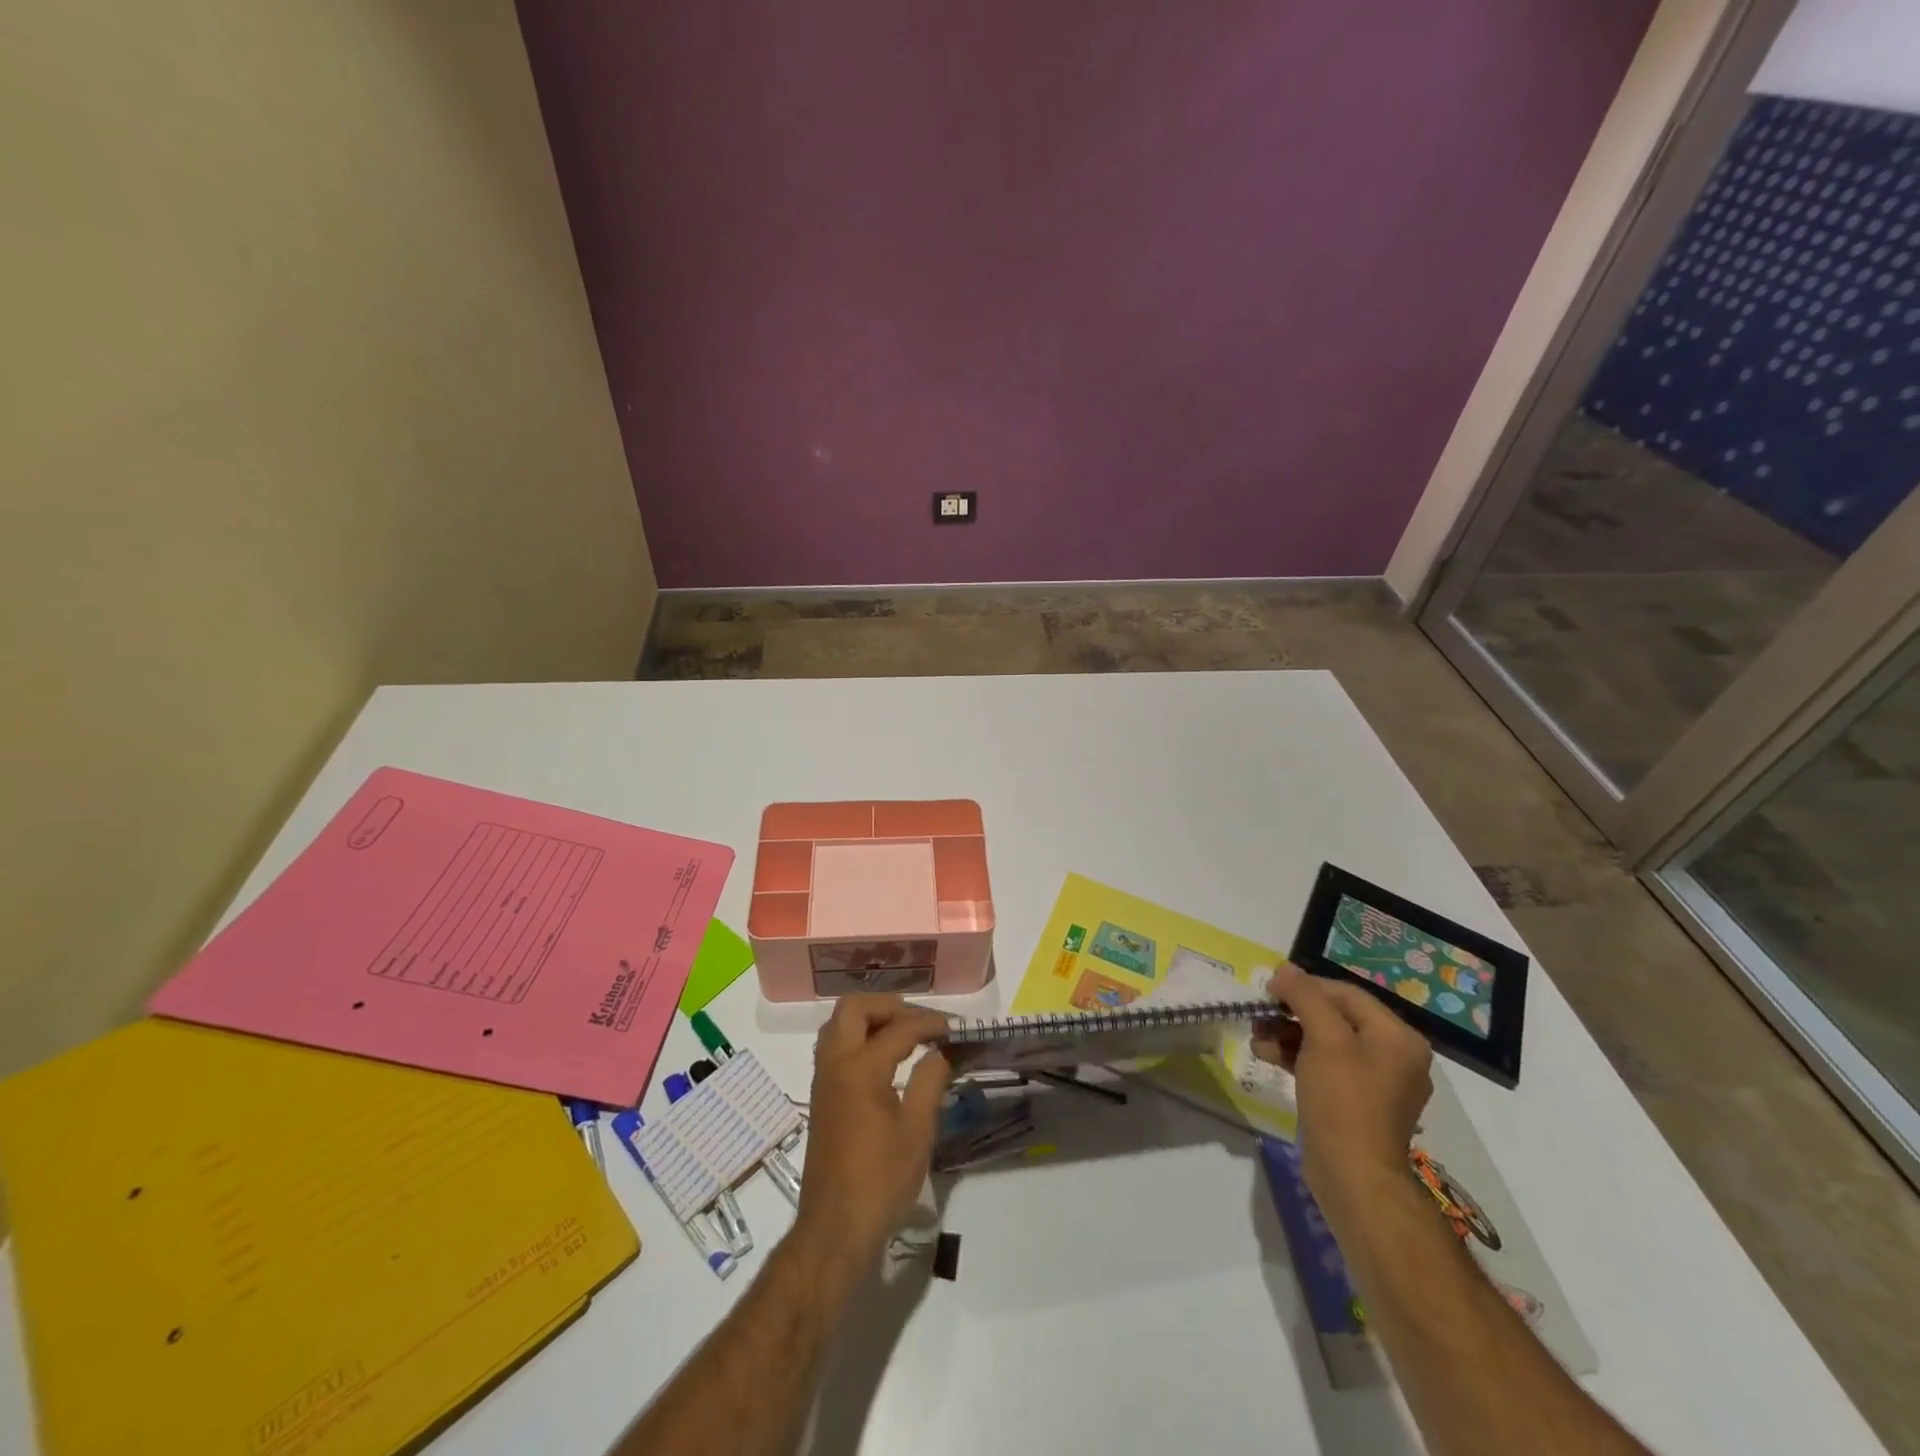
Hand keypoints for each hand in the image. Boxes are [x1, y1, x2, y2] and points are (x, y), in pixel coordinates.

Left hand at [797, 995, 952, 1263]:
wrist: (835, 1228)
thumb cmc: (880, 1180)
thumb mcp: (917, 1130)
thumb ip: (930, 1080)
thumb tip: (941, 1051)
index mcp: (860, 1068)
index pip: (899, 1029)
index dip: (930, 1024)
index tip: (955, 1029)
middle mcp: (835, 1064)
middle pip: (854, 1008)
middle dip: (889, 1006)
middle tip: (920, 1022)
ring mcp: (824, 1079)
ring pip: (839, 1025)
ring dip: (871, 1019)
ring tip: (905, 1035)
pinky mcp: (822, 1096)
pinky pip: (836, 1046)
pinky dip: (859, 1038)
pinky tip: (886, 1059)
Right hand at [1253, 963, 1431, 1231]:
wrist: (1354, 1178)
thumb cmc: (1344, 1101)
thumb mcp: (1324, 1038)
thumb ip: (1305, 996)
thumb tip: (1285, 969)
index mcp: (1398, 1037)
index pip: (1346, 993)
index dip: (1305, 986)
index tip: (1268, 989)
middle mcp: (1394, 1056)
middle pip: (1335, 1017)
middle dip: (1292, 1013)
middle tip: (1258, 1015)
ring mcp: (1376, 1082)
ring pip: (1325, 1042)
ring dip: (1287, 1034)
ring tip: (1256, 1040)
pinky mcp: (1356, 1104)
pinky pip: (1325, 1066)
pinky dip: (1296, 1057)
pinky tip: (1268, 1057)